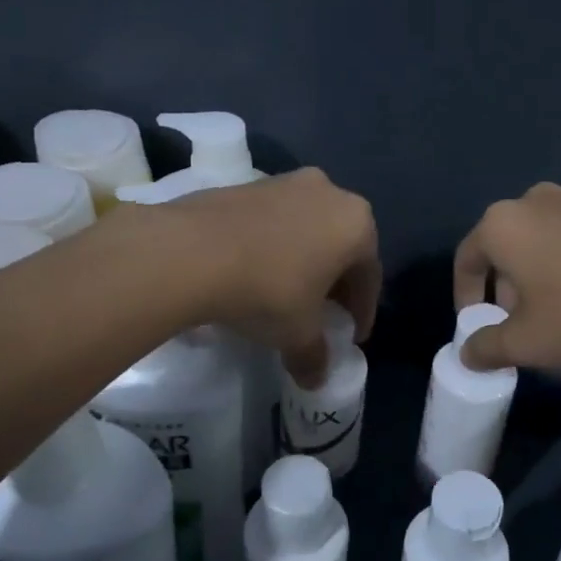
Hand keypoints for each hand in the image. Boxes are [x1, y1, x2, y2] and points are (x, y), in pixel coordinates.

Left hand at [128, 168, 379, 386]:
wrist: (190, 251)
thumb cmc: (266, 290)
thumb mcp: (297, 334)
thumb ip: (314, 356)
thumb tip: (316, 379)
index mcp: (356, 224)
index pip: (369, 275)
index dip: (362, 311)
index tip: (352, 336)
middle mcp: (328, 192)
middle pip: (340, 246)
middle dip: (334, 282)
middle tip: (323, 314)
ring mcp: (285, 182)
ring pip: (306, 229)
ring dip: (303, 261)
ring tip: (286, 293)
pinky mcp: (247, 184)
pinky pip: (273, 221)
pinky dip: (273, 246)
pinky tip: (254, 272)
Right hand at [454, 183, 560, 383]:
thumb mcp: (526, 342)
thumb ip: (485, 347)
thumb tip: (467, 353)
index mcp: (502, 223)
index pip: (466, 259)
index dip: (464, 297)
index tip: (476, 326)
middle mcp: (533, 200)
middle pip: (503, 247)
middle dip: (502, 288)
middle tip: (515, 325)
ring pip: (538, 241)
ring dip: (534, 277)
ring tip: (552, 314)